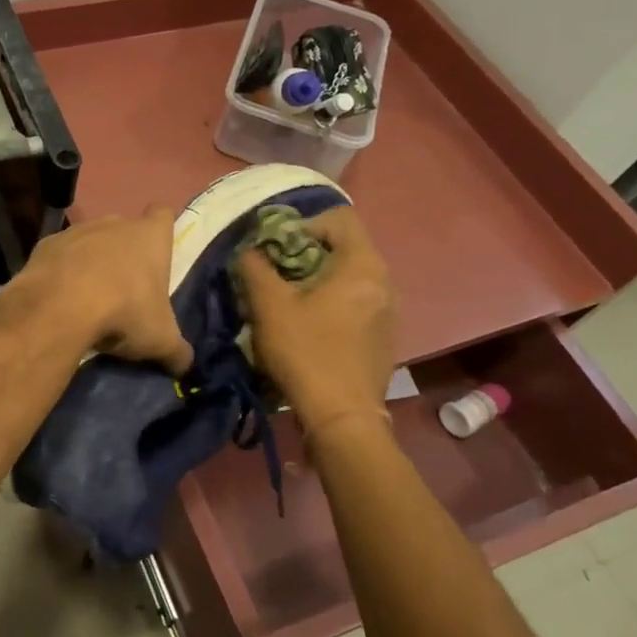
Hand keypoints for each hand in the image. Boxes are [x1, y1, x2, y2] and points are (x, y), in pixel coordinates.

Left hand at [11, 211, 192, 374]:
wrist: (60, 306)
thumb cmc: (124, 312)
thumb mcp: (160, 340)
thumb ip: (177, 351)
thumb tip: (185, 364)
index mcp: (149, 237)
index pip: (162, 215)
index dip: (162, 229)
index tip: (158, 249)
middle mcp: (114, 224)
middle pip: (124, 229)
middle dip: (125, 252)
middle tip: (125, 287)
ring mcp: (77, 231)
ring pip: (90, 240)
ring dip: (91, 261)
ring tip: (89, 296)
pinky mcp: (45, 245)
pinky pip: (59, 255)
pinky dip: (61, 271)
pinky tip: (60, 297)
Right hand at [237, 204, 395, 435]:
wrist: (343, 418)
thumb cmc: (306, 353)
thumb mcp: (269, 306)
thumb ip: (254, 268)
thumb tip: (249, 251)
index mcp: (362, 265)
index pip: (338, 218)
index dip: (303, 224)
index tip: (277, 249)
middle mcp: (383, 281)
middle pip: (343, 246)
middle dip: (304, 254)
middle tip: (275, 275)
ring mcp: (387, 310)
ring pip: (348, 275)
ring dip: (316, 279)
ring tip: (287, 301)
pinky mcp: (382, 335)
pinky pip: (355, 300)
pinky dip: (330, 301)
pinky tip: (308, 326)